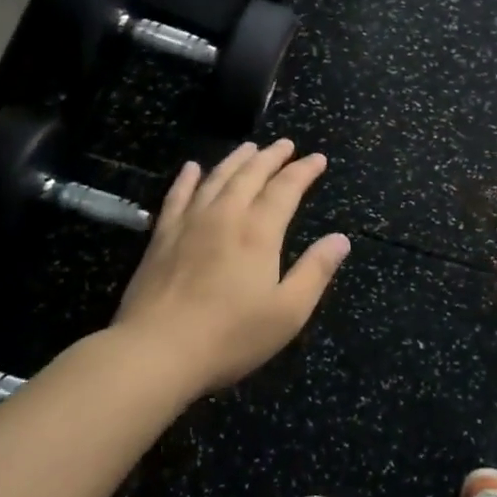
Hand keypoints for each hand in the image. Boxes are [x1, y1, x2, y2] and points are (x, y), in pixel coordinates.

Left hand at [111, 141, 349, 394]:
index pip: (286, 188)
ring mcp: (190, 223)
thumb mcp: (288, 312)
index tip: (318, 158)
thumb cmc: (229, 336)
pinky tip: (192, 168)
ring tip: (250, 147)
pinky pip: (177, 196)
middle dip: (272, 156)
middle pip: (251, 174)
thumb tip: (341, 239)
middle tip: (286, 144)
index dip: (304, 171)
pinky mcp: (161, 236)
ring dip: (236, 159)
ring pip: (217, 178)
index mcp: (259, 231)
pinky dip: (188, 178)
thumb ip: (316, 271)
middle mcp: (226, 215)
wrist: (155, 352)